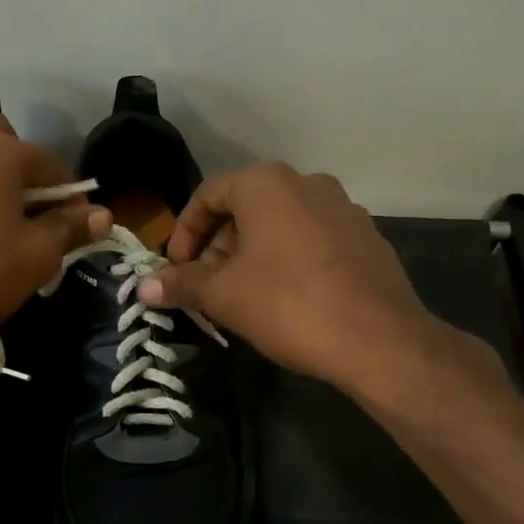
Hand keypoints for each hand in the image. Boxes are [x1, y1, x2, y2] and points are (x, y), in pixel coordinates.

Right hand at [140, 162, 452, 394]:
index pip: (207, 196)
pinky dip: (287, 261)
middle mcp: (307, 183)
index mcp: (267, 183)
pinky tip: (286, 300)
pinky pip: (311, 241)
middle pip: (244, 210)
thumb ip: (181, 284)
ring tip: (242, 297)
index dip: (183, 234)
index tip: (176, 271)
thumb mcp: (223, 295)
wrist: (379, 340)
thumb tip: (144, 287)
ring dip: (251, 256)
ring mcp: (343, 209)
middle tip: (206, 288)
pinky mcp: (367, 238)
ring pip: (279, 226)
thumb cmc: (288, 304)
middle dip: (217, 248)